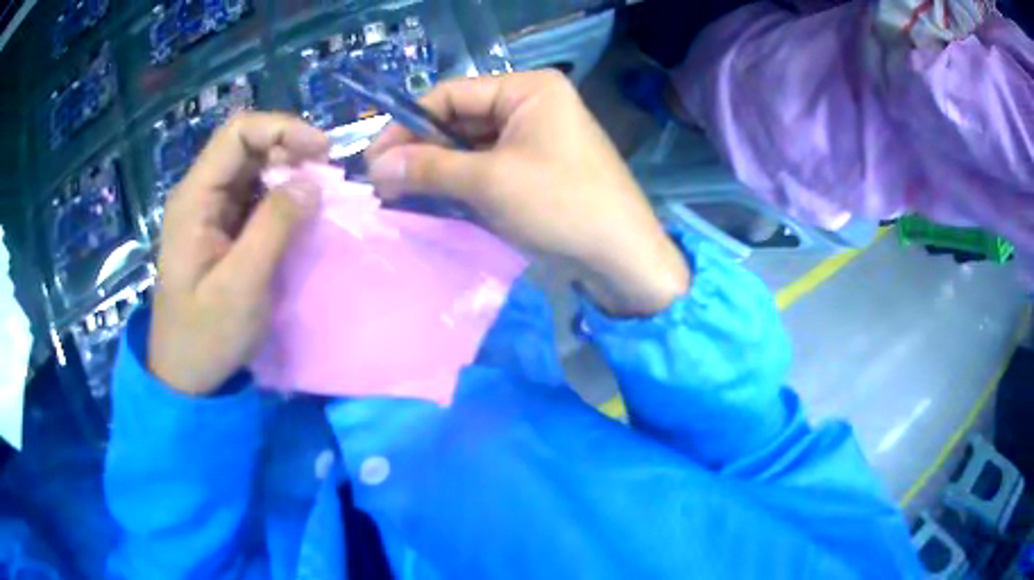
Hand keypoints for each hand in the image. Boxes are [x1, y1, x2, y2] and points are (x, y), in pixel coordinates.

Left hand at [149, 112, 327, 395]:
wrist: (186, 375)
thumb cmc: (206, 336)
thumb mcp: (241, 286)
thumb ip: (275, 228)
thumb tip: (312, 181)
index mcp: (194, 199)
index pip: (238, 134)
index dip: (282, 128)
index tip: (322, 151)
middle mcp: (200, 194)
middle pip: (247, 146)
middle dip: (290, 151)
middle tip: (325, 179)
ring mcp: (210, 211)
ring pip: (253, 169)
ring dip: (289, 174)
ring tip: (318, 197)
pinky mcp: (221, 229)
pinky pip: (255, 196)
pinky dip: (282, 198)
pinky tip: (298, 215)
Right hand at [365, 71, 689, 316]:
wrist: (624, 257)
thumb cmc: (561, 205)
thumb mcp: (489, 182)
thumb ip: (428, 167)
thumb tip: (375, 166)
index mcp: (529, 88)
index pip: (450, 95)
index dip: (407, 124)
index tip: (374, 159)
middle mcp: (533, 104)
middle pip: (461, 119)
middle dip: (421, 148)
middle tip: (382, 181)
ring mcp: (537, 136)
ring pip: (473, 145)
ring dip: (438, 167)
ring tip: (399, 192)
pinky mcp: (538, 167)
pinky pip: (490, 165)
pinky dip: (461, 180)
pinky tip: (434, 197)